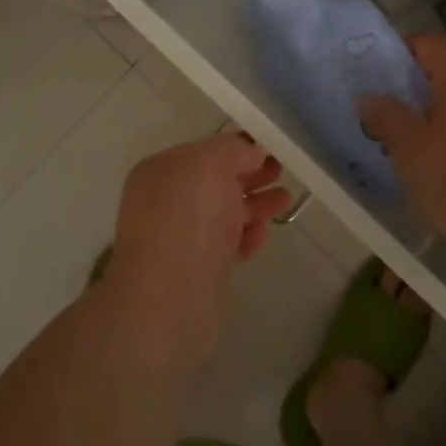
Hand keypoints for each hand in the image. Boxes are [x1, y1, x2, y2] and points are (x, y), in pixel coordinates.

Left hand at [103, 133, 290, 371]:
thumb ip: (233, 150)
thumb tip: (251, 153)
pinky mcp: (196, 271)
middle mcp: (165, 202)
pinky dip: (245, 236)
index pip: (203, 151)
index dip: (237, 147)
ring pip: (222, 214)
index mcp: (160, 171)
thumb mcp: (210, 163)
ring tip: (285, 200)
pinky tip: (262, 235)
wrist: (169, 299)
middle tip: (282, 170)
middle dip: (249, 175)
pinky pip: (225, 245)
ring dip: (254, 205)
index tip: (269, 146)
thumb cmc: (187, 219)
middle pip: (214, 182)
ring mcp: (179, 238)